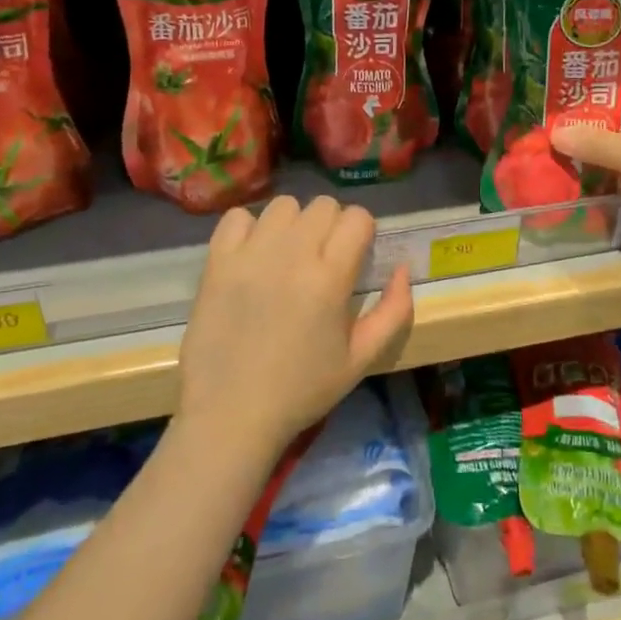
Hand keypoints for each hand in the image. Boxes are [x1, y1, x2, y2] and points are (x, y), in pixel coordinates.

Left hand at [177, 196, 413, 457]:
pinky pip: (237, 216)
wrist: (230, 414)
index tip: (355, 256)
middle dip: (331, 225)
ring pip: (282, 205)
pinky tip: (253, 254)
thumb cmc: (301, 390)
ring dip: (292, 223)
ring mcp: (250, 254)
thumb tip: (403, 268)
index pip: (357, 217)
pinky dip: (248, 228)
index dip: (361, 232)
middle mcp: (292, 254)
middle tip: (322, 257)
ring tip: (287, 254)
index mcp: (330, 277)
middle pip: (322, 205)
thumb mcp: (361, 359)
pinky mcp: (217, 261)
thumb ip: (394, 311)